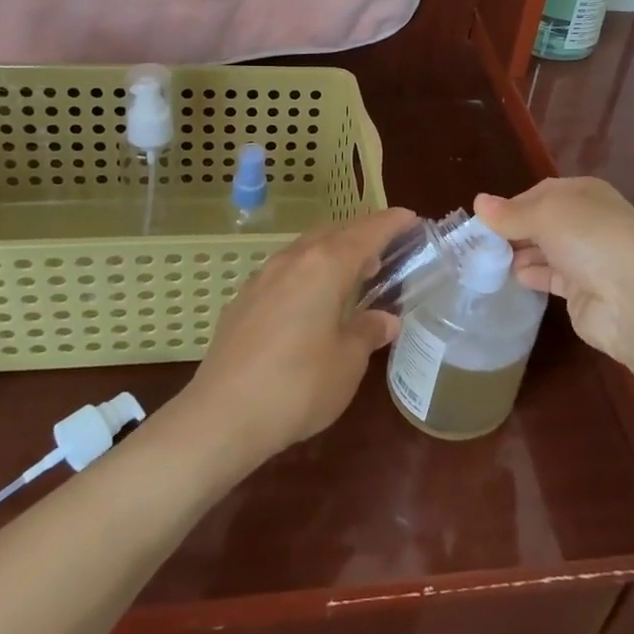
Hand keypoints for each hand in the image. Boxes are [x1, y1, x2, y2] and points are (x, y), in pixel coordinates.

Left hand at [179, 208, 411, 464]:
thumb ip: (367, 332)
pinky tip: (312, 298)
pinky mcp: (244, 299)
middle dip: (362, 233)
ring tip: (353, 271)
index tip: (411, 218)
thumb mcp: (347, 363)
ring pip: (307, 248)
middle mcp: (294, 259)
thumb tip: (386, 319)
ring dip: (333, 251)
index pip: (367, 232)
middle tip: (387, 248)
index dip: (391, 223)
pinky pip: (286, 269)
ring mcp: (263, 277)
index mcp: (326, 265)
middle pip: (335, 232)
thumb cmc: (297, 386)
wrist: (222, 415)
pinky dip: (309, 270)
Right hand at [474, 178, 633, 369]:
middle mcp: (587, 221)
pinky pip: (550, 277)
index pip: (540, 192)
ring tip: (487, 261)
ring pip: (544, 249)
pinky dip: (532, 275)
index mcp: (584, 193)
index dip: (512, 204)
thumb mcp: (545, 215)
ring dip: (519, 253)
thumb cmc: (591, 240)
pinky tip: (512, 277)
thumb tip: (478, 202)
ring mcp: (587, 258)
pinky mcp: (583, 291)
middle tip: (479, 243)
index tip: (483, 220)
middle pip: (541, 221)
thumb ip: (510, 213)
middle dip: (513, 230)